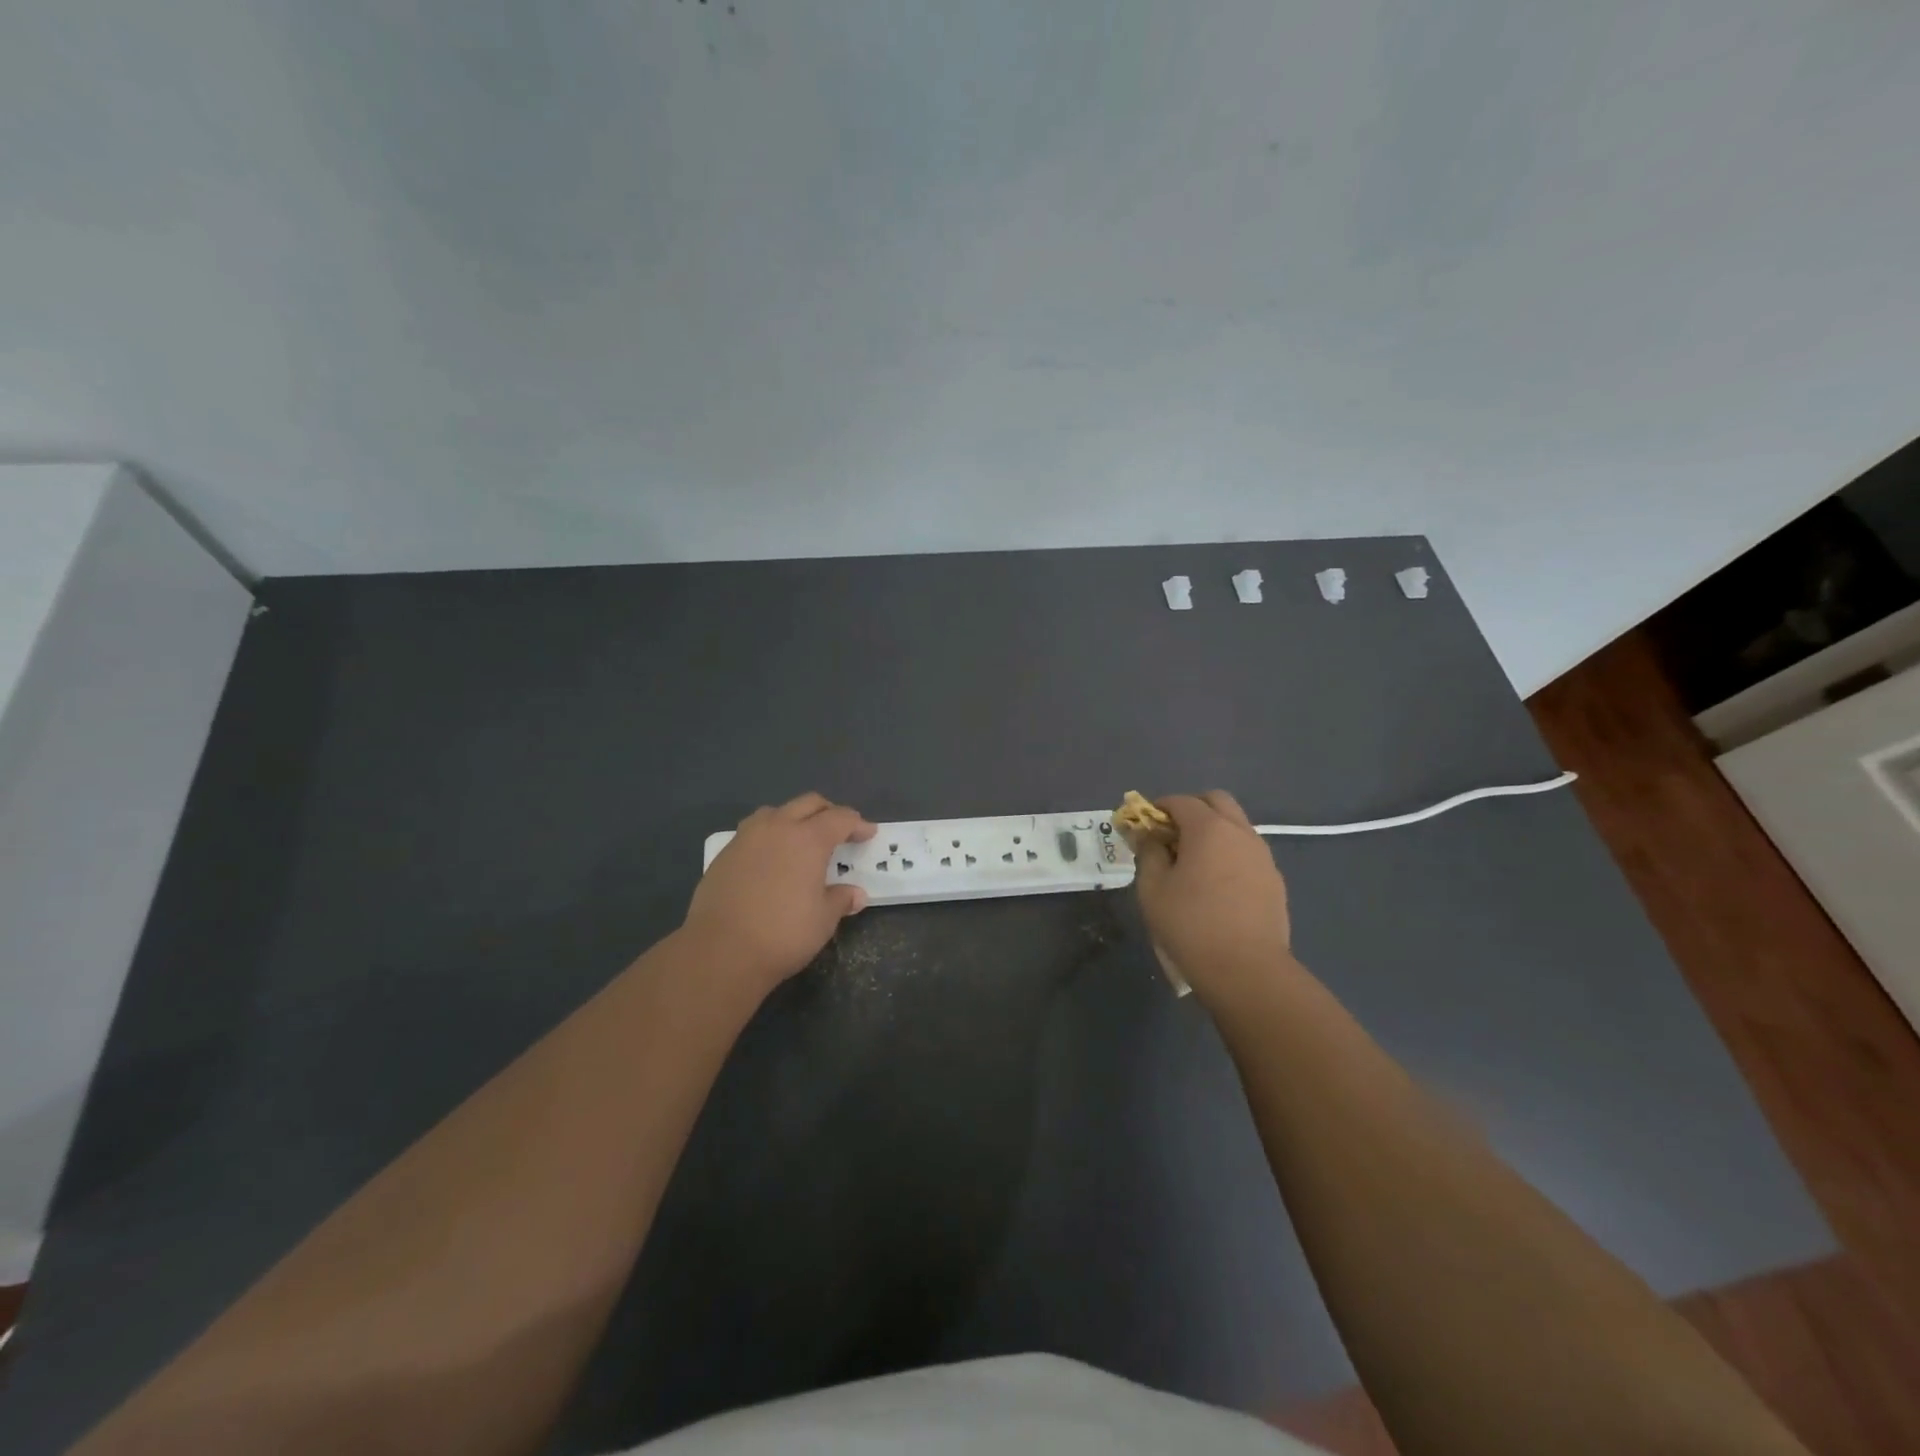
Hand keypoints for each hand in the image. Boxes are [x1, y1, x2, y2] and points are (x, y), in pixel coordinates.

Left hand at [682, 793, 876, 995]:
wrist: (720, 950)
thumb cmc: (783, 933)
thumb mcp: (823, 920)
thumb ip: (841, 900)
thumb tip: (856, 894)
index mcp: (808, 839)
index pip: (840, 818)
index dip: (858, 824)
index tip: (868, 833)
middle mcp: (777, 827)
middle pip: (808, 803)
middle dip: (829, 812)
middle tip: (840, 830)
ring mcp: (746, 837)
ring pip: (776, 812)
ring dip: (795, 818)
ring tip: (802, 840)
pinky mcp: (725, 853)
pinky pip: (754, 832)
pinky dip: (770, 836)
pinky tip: (772, 859)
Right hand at [1130, 791, 1295, 1005]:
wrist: (1247, 970)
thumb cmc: (1190, 925)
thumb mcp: (1153, 888)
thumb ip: (1149, 853)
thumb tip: (1151, 837)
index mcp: (1209, 828)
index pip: (1181, 801)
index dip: (1158, 808)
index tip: (1145, 826)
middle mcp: (1240, 833)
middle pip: (1216, 801)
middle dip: (1191, 809)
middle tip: (1171, 836)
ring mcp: (1262, 856)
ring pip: (1236, 826)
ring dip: (1213, 831)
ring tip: (1193, 863)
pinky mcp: (1274, 880)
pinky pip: (1248, 852)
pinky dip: (1229, 854)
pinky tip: (1217, 885)